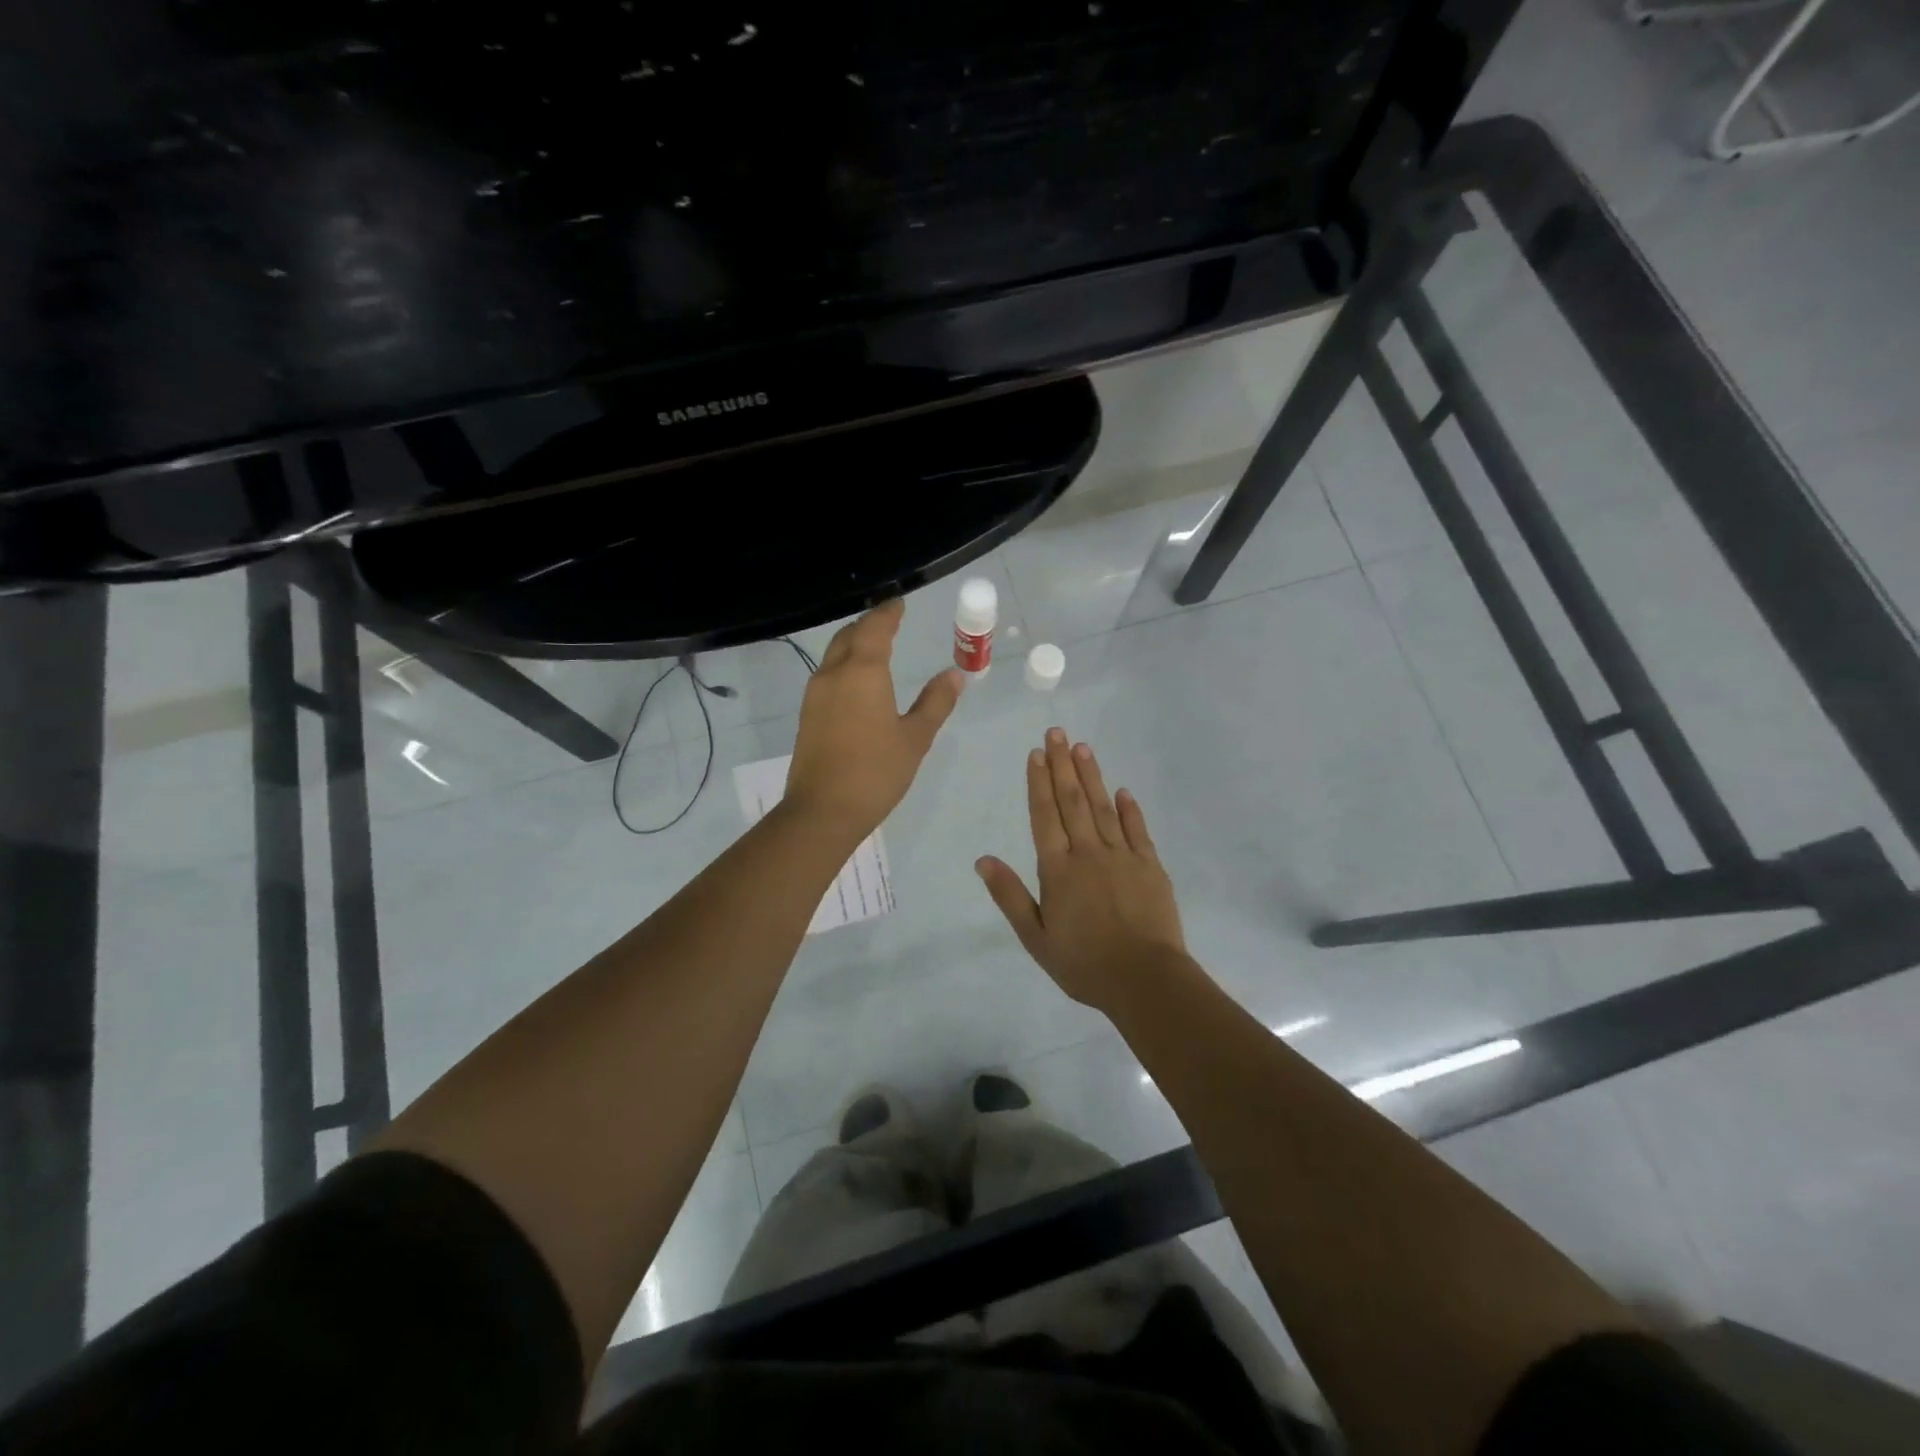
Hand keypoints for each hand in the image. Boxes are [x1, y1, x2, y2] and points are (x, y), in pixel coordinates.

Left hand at [784, 599, 962, 839]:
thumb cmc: (876, 772)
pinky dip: (844, 666)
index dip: (888, 613)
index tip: (899, 604)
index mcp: (863, 672)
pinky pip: (827, 675)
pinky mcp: (807, 715)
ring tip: (875, 648)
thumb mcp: (915, 738)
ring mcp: (815, 695)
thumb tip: (954, 674)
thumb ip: (935, 702)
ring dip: (853, 644)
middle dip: (868, 625)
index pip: (875, 628)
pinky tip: (857, 682)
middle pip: (849, 636)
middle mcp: (834, 674)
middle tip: (889, 622)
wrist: (823, 811)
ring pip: (834, 655)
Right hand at [976, 728, 1187, 1010]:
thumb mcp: (1036, 937)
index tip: (1036, 753)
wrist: (1145, 980)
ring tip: (1083, 747)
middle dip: (1062, 765)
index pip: (1044, 816)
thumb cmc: (1084, 964)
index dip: (1038, 783)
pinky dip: (1129, 808)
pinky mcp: (1150, 866)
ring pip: (1103, 807)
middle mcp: (1088, 853)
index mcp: (1058, 870)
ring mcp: (1122, 856)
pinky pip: (1137, 830)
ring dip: (1092, 776)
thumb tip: (983, 859)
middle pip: (1073, 801)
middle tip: (1057, 732)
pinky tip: (1122, 790)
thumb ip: (1010, 896)